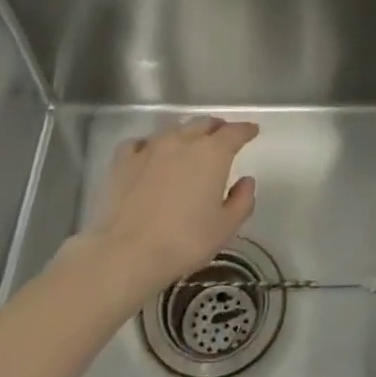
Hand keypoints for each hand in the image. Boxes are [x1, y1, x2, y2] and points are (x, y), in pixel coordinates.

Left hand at [75, 115, 259, 295]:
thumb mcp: (226, 228)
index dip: (246, 130)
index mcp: (212, 153)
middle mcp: (182, 141)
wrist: (127, 252)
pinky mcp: (123, 160)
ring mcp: (150, 147)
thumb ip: (242, 201)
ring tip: (189, 145)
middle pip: (203, 123)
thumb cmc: (185, 241)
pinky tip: (149, 155)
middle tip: (222, 137)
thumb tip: (246, 181)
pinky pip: (140, 143)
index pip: (234, 132)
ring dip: (186, 134)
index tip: (252, 131)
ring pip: (173, 130)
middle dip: (216, 128)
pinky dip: (150, 145)